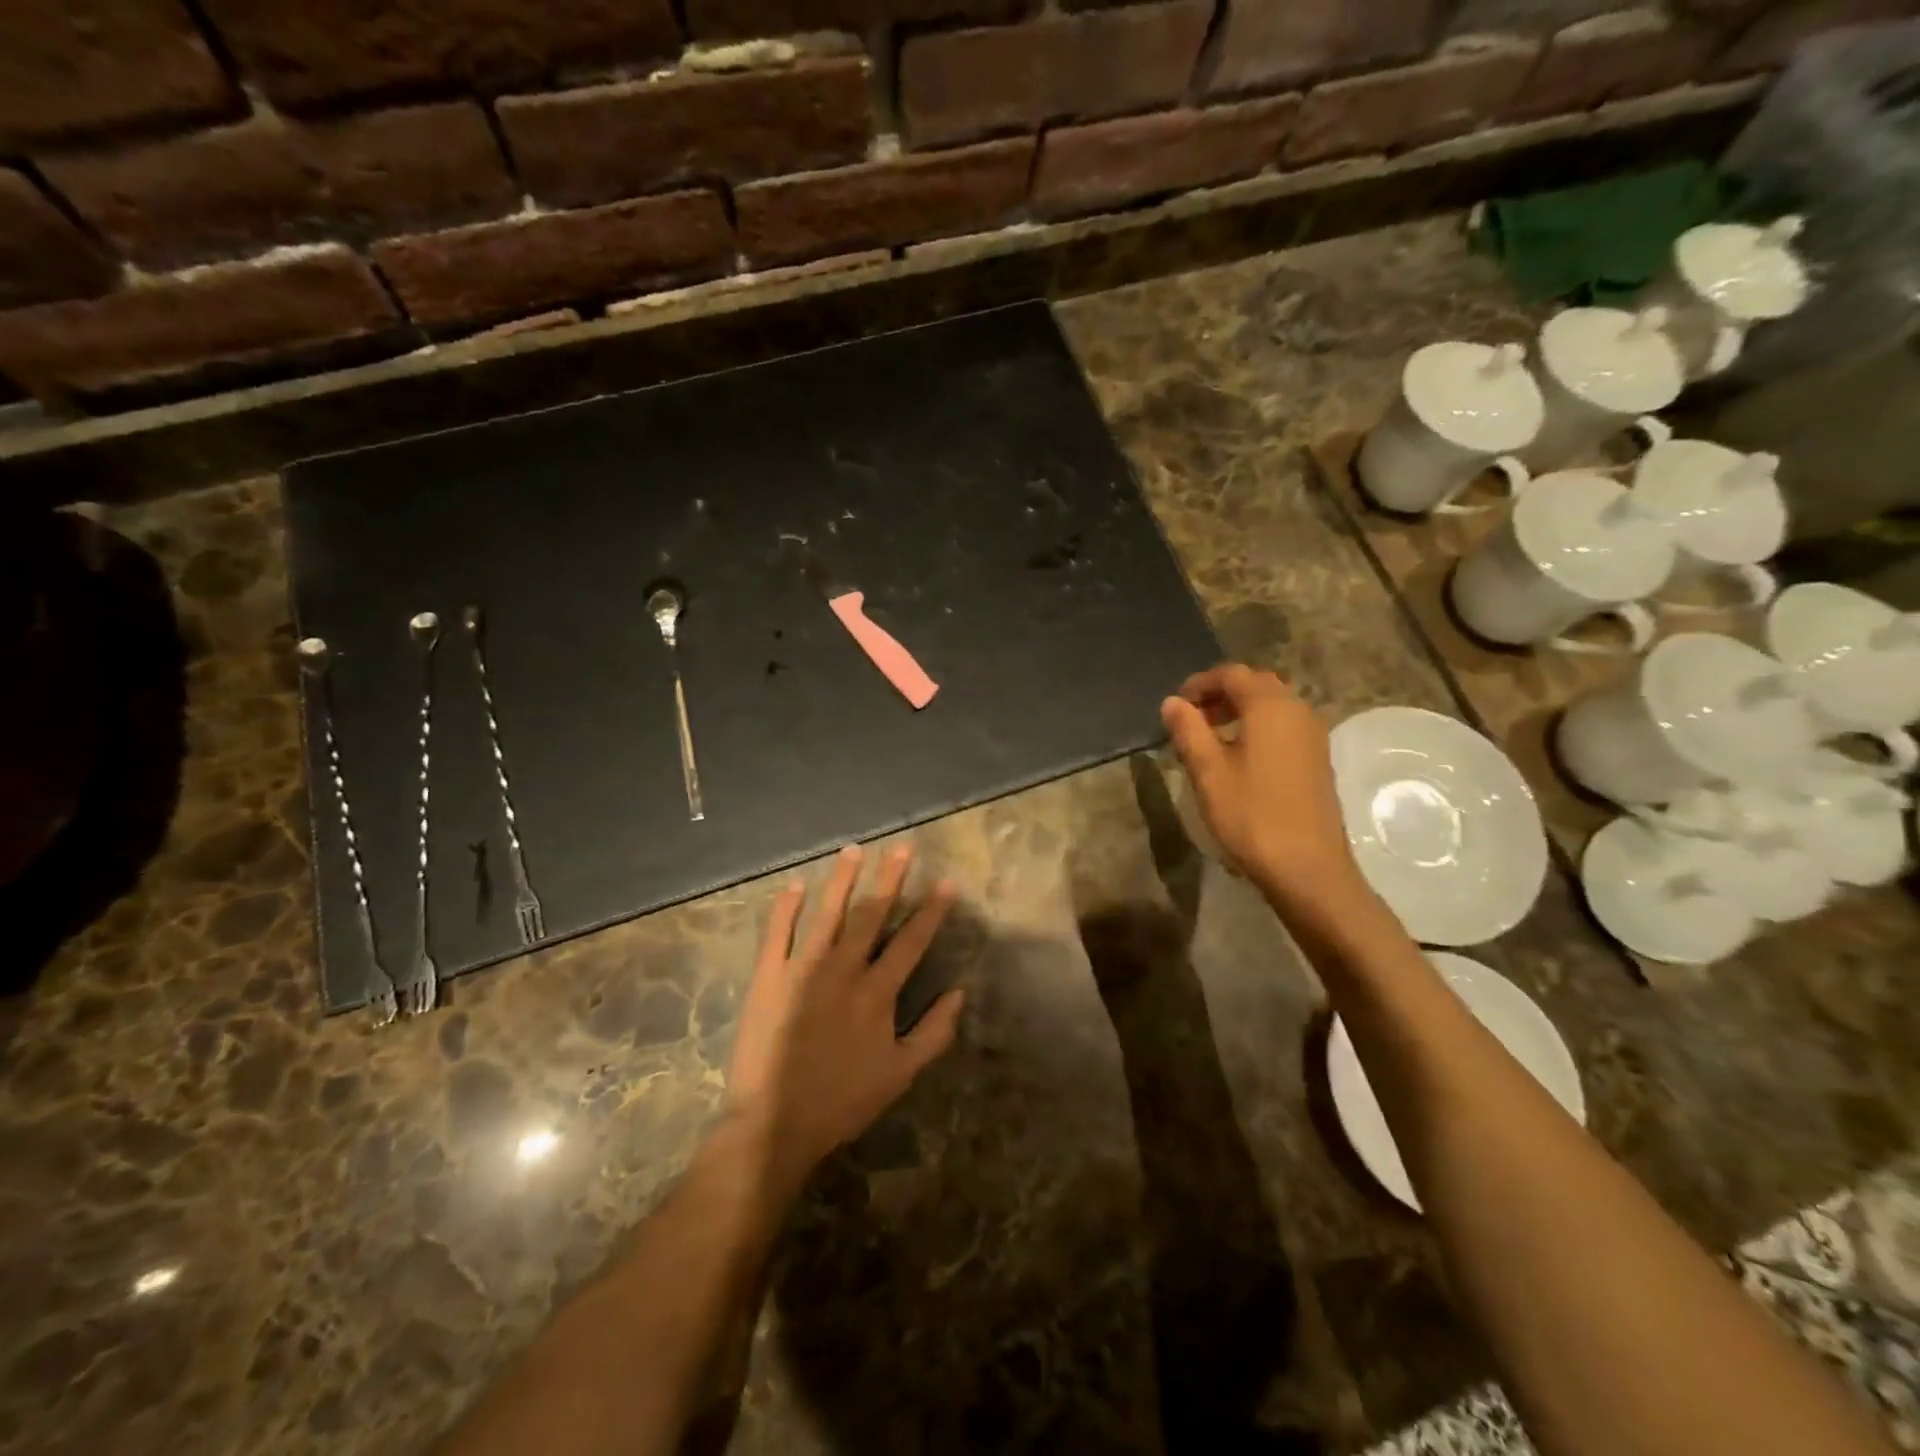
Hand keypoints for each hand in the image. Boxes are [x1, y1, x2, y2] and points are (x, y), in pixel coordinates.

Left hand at [727, 845, 962, 1190]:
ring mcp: (803, 969)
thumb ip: (934, 1033)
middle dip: (890, 878)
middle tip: (902, 846)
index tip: (946, 882)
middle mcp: (844, 970)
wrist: (775, 1123)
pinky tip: (795, 884)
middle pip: (871, 915)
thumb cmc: (843, 1100)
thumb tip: (959, 993)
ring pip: (827, 914)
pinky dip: (786, 908)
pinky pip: (777, 933)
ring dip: (842, 880)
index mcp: (877, 992)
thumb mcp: (900, 1074)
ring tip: (853, 850)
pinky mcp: (768, 977)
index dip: (931, 911)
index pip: (911, 942)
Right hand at [1160, 665, 1366, 908]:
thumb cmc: (1251, 815)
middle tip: (1192, 719)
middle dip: (1221, 694)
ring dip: (1240, 711)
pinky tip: (1239, 758)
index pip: (1232, 674)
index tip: (1176, 706)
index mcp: (1270, 706)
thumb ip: (1188, 730)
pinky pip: (1284, 725)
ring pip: (1272, 705)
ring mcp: (1313, 735)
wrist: (1307, 867)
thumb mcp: (1208, 772)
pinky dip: (1258, 727)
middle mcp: (1297, 710)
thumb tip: (1172, 702)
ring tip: (1210, 738)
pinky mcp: (1317, 758)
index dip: (1200, 683)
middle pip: (1256, 684)